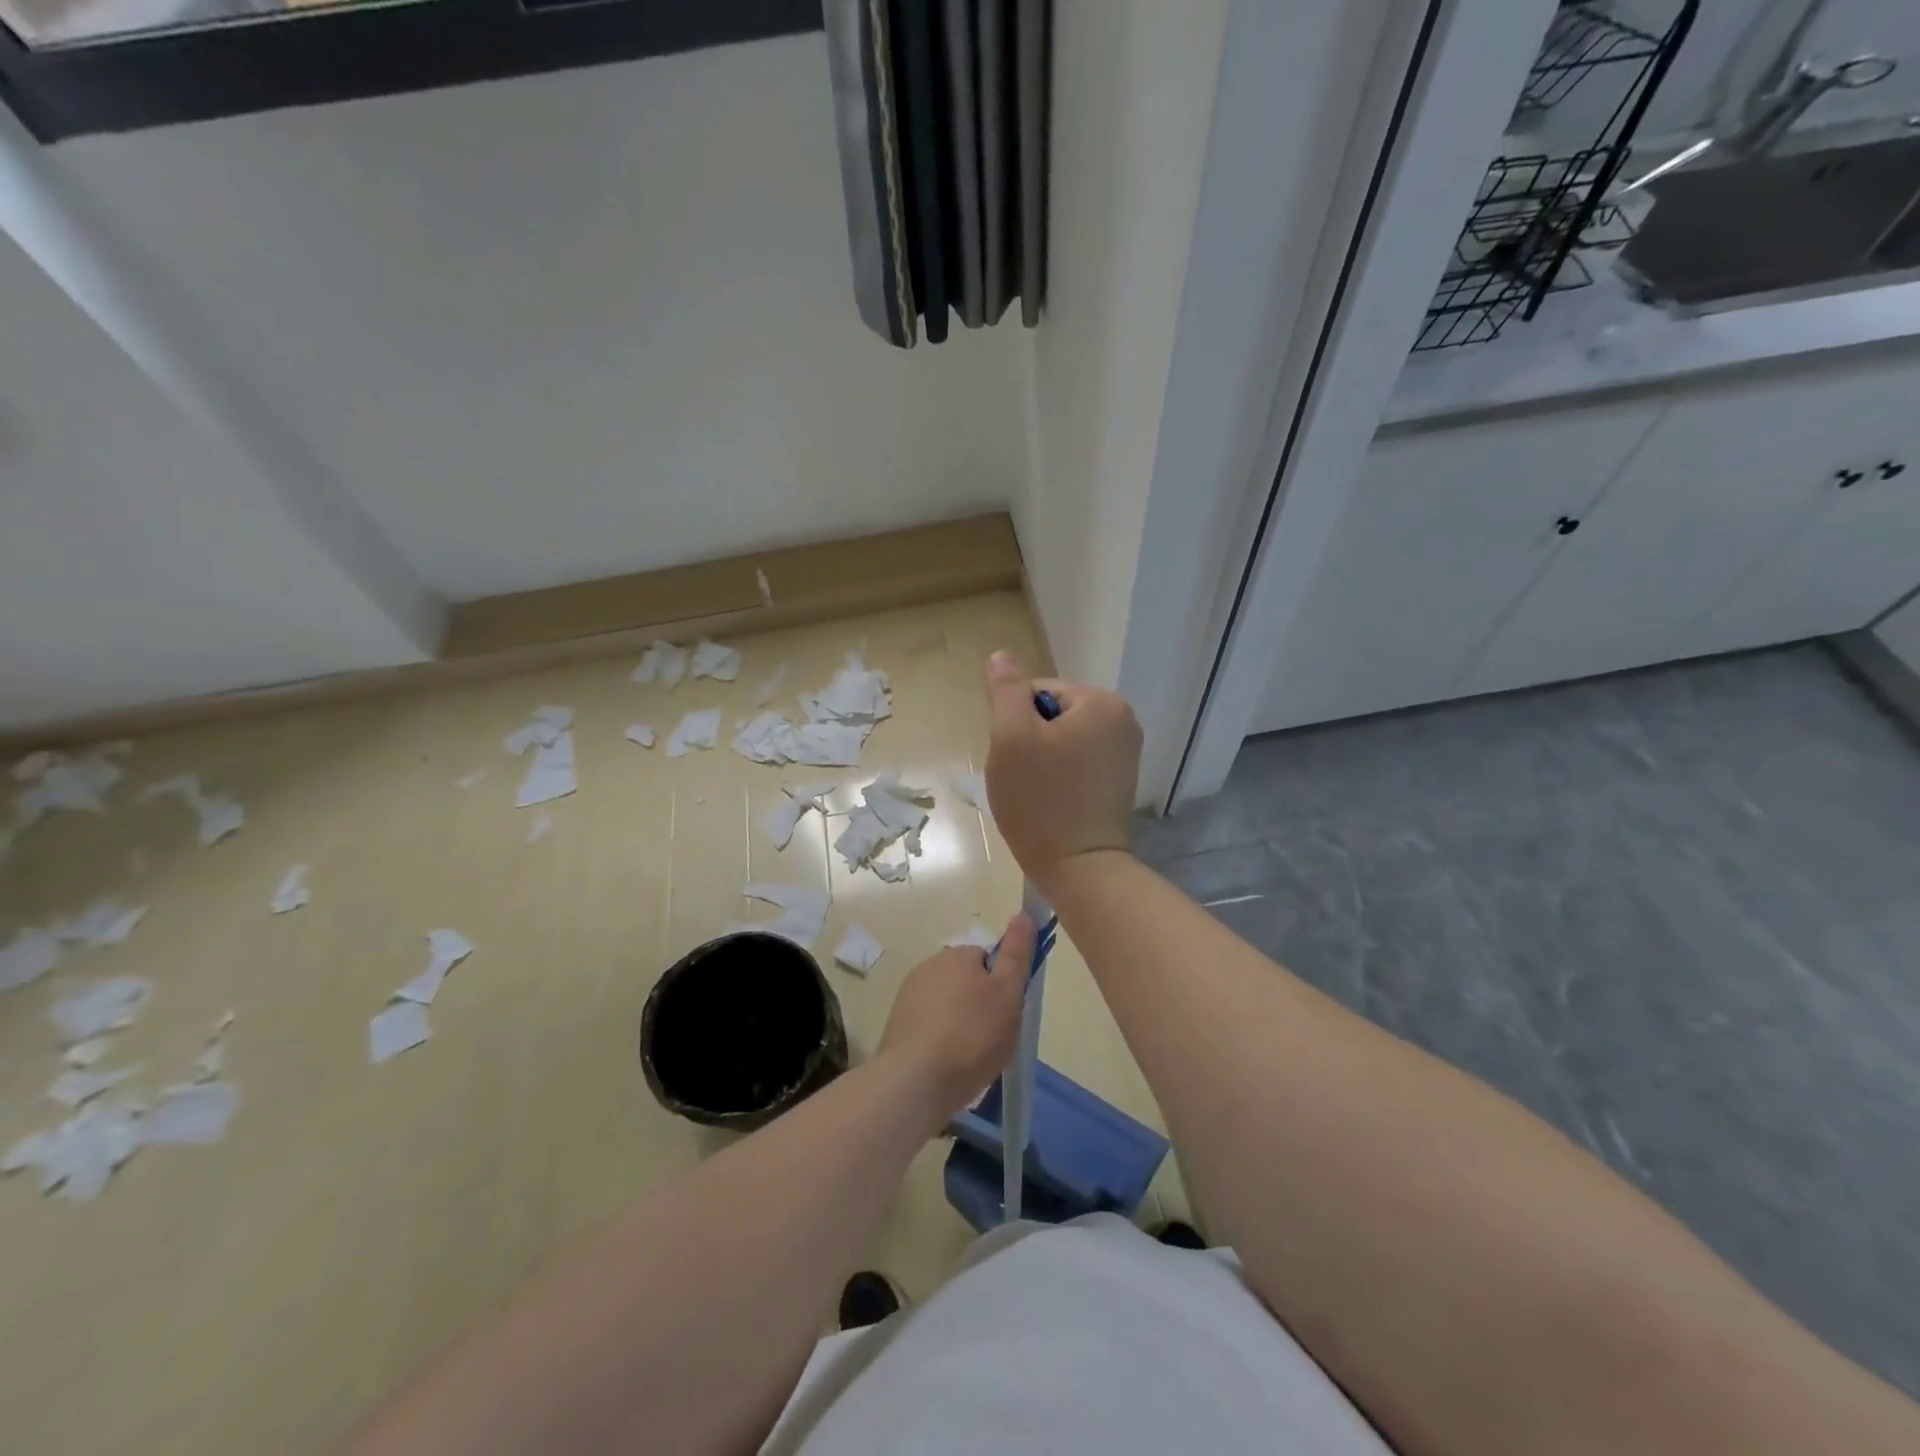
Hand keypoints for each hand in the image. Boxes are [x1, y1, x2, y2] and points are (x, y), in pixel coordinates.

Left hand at [877, 914, 1034, 1132]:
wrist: (916, 1080)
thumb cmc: (972, 1035)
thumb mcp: (1008, 993)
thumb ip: (1016, 954)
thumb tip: (1023, 915)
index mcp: (957, 955)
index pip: (987, 959)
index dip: (1002, 984)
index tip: (1007, 1011)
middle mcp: (929, 967)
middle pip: (966, 981)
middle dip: (980, 1004)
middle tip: (993, 1036)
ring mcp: (908, 996)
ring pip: (947, 1004)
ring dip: (959, 1022)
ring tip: (970, 1056)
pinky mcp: (897, 1025)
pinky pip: (929, 1026)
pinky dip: (940, 1040)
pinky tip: (947, 1064)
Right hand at [984, 650, 1140, 889]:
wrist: (1079, 868)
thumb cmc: (1040, 799)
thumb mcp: (1012, 737)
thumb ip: (1006, 690)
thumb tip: (1002, 654)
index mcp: (1102, 702)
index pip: (1037, 691)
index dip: (1015, 722)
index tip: (1017, 758)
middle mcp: (1124, 720)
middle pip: (1052, 714)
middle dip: (1030, 741)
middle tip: (1024, 777)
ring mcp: (1126, 752)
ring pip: (1062, 739)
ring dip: (1042, 759)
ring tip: (1037, 791)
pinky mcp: (1120, 780)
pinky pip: (1077, 762)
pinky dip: (1060, 775)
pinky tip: (1053, 800)